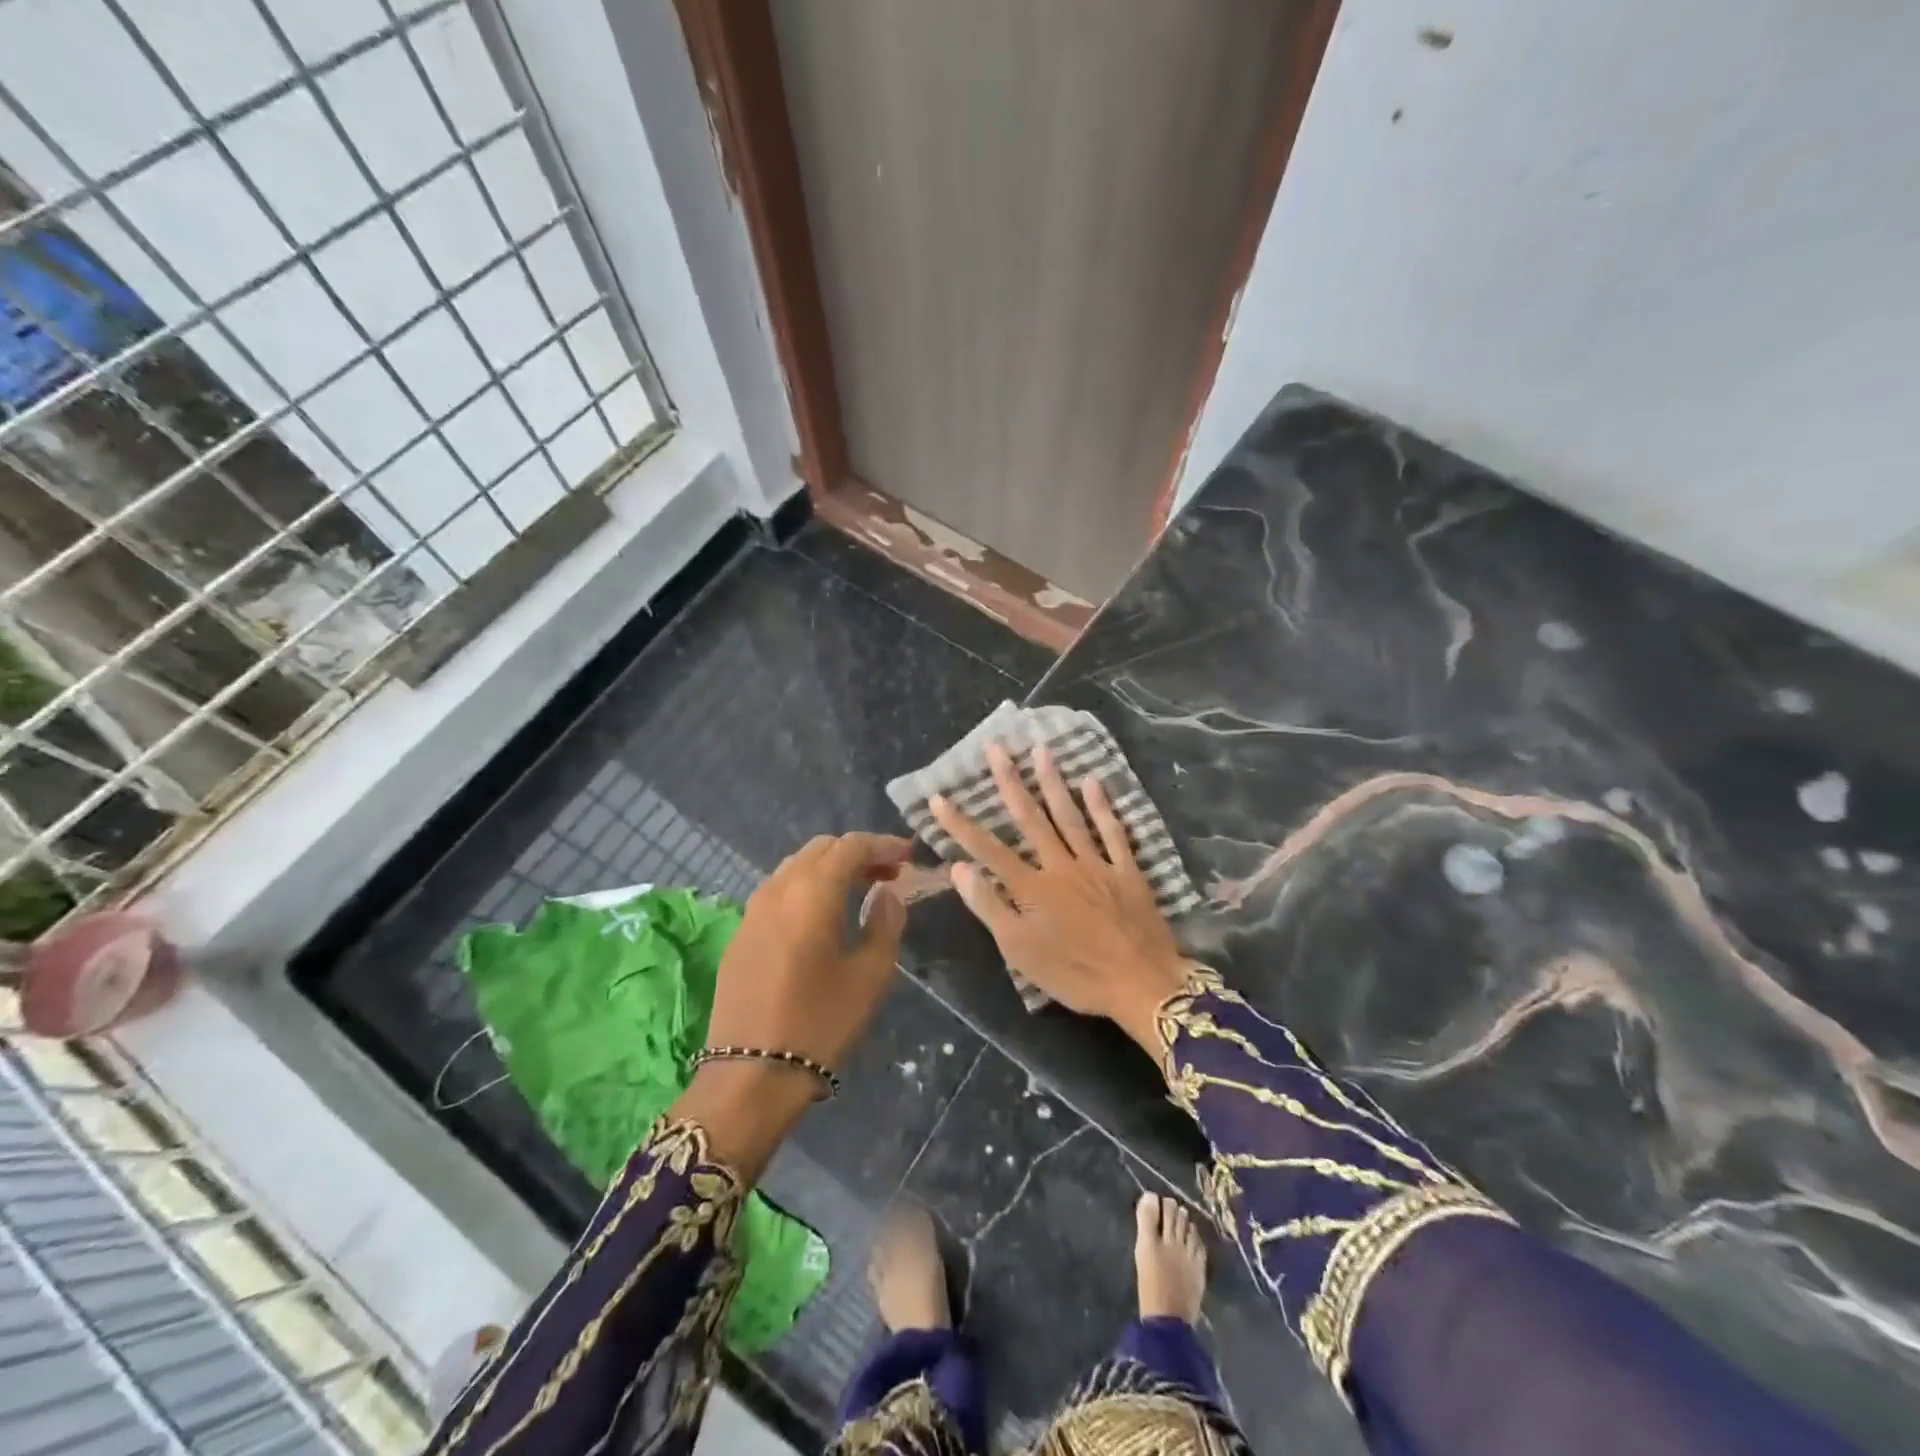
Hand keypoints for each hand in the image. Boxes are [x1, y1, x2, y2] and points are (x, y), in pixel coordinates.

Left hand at [679, 831, 910, 1176]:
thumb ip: (885, 923)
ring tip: (859, 891)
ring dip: (830, 868)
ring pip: (796, 866)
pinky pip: (778, 891)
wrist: (749, 1075)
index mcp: (812, 892)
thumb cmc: (819, 1023)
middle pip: (821, 849)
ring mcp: (753, 910)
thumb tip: (886, 893)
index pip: (851, 846)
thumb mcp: (870, 975)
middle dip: (857, 853)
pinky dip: (806, 887)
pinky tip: (822, 916)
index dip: (883, 844)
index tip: (909, 855)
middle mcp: (778, 888)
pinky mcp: (740, 933)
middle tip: (888, 874)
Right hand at [930, 742, 1195, 1052]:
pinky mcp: (1127, 871)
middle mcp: (1061, 865)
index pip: (988, 849)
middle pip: (1031, 818)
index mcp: (1031, 888)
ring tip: (1041, 749)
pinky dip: (1102, 806)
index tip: (939, 796)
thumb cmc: (1075, 974)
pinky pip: (1113, 832)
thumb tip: (960, 868)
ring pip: (1070, 815)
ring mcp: (1096, 864)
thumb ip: (990, 907)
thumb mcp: (1021, 952)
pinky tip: (1093, 781)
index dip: (960, 824)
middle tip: (996, 747)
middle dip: (1010, 781)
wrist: (1142, 984)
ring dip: (1053, 781)